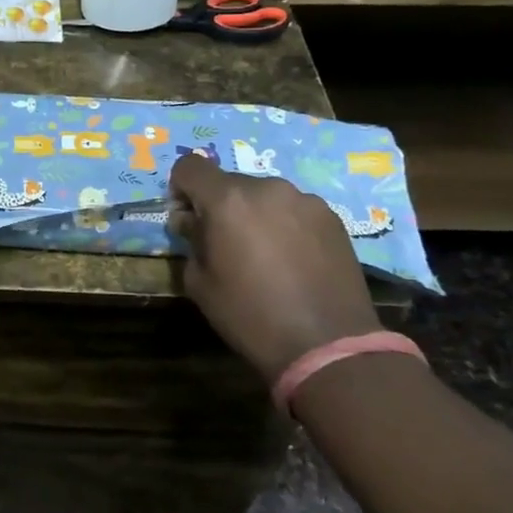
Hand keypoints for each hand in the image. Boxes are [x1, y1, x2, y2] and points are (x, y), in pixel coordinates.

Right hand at [168, 153, 381, 384]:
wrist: (327, 345)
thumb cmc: (250, 315)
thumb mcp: (200, 283)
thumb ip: (191, 240)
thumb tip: (192, 222)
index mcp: (227, 200)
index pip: (190, 166)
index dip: (180, 188)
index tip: (187, 218)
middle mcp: (266, 188)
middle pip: (229, 182)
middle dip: (220, 206)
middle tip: (225, 243)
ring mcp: (304, 200)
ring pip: (264, 195)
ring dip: (254, 214)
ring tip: (264, 254)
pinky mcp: (332, 217)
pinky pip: (293, 209)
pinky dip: (284, 224)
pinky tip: (292, 260)